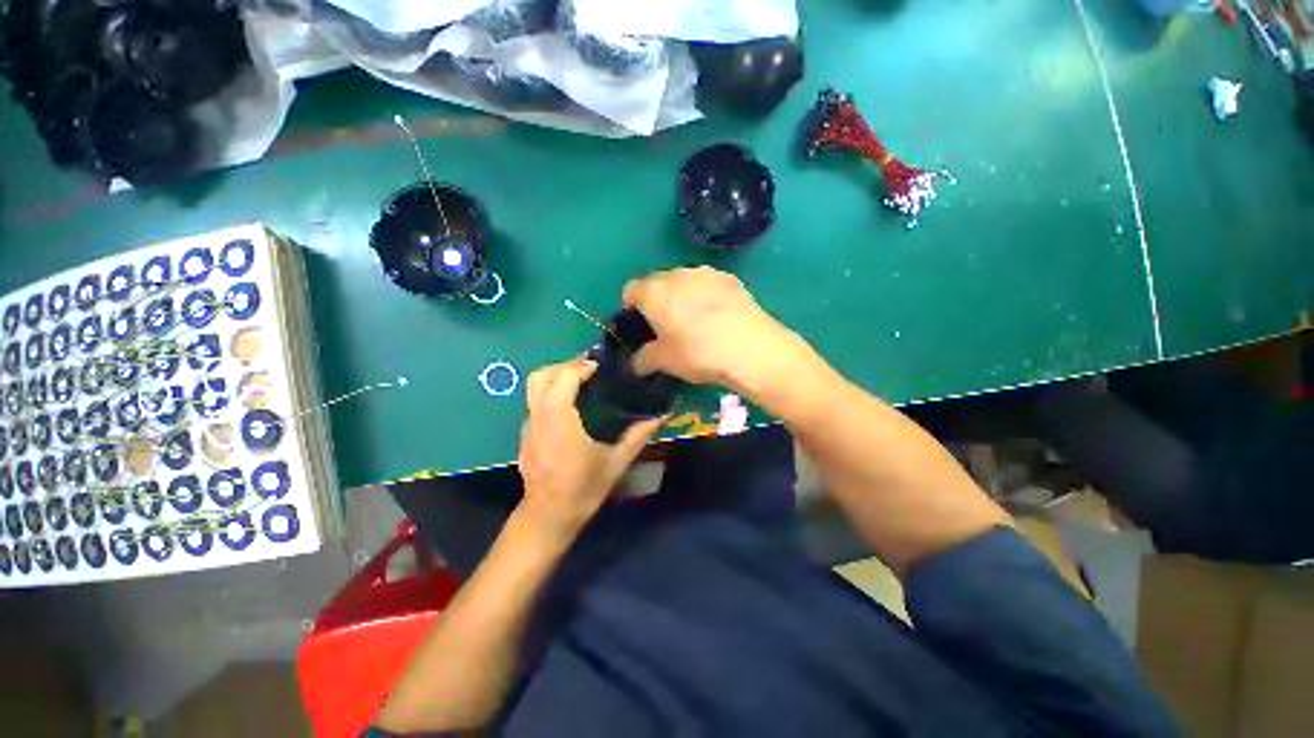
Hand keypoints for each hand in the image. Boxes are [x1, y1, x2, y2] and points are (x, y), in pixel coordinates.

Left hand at [517, 358, 665, 537]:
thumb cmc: (583, 489)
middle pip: (541, 376)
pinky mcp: (526, 433)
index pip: (562, 380)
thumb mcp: (616, 463)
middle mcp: (539, 419)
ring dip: (557, 376)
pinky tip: (572, 402)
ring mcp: (528, 426)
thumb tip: (662, 415)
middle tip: (590, 368)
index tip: (600, 366)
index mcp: (559, 423)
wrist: (548, 517)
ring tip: (582, 379)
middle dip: (565, 365)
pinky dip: (551, 390)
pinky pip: (535, 400)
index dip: (579, 367)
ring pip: (534, 387)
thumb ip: (638, 435)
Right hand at [622, 267, 808, 394]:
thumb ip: (644, 359)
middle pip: (657, 282)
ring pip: (684, 281)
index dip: (630, 307)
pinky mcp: (730, 278)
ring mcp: (705, 273)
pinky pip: (708, 284)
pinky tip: (717, 317)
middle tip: (666, 326)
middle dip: (657, 300)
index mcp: (654, 292)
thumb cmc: (697, 352)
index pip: (630, 290)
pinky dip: (705, 296)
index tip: (639, 325)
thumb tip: (636, 363)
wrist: (749, 347)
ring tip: (694, 321)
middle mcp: (676, 274)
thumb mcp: (664, 361)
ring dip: (682, 296)